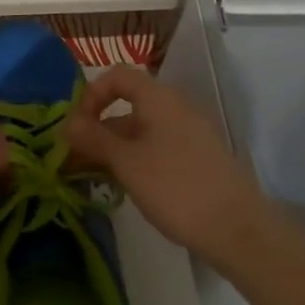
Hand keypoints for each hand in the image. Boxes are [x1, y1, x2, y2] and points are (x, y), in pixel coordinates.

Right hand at [68, 65, 268, 269]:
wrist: (237, 229)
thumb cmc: (175, 188)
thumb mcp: (126, 162)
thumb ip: (94, 138)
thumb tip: (66, 123)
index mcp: (158, 98)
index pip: (117, 75)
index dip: (92, 94)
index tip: (78, 127)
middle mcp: (175, 106)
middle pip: (128, 103)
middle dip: (99, 127)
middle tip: (78, 159)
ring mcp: (191, 132)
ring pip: (143, 128)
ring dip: (116, 146)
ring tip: (98, 177)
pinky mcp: (199, 157)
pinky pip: (159, 145)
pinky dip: (138, 158)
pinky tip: (130, 187)